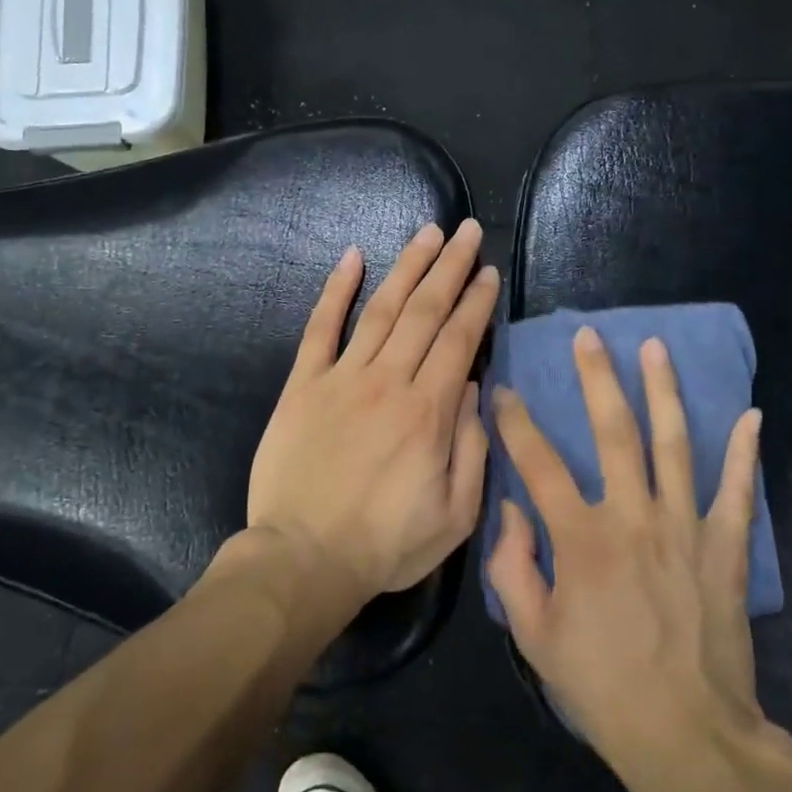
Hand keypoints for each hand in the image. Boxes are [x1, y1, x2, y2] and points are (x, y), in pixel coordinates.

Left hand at [247, 219, 499, 604]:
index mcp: (429, 412)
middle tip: (466, 231)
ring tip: (428, 234)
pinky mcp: (303, 385)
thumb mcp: (455, 515)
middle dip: (450, 267)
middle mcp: (388, 382)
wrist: (303, 560)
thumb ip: (472, 447)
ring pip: (381, 309)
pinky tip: (352, 257)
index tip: (489, 272)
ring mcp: (342, 378)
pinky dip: (335, 290)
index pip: (459, 340)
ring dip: (407, 267)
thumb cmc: (386, 545)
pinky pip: (320, 328)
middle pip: (425, 311)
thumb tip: (475, 387)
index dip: (476, 302)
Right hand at [487, 328, 788, 775]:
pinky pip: (736, 490)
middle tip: (589, 337)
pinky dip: (744, 452)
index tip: (503, 391)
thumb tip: (509, 511)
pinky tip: (751, 414)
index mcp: (580, 538)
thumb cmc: (600, 684)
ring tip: (655, 347)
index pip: (538, 464)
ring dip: (663, 391)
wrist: (685, 732)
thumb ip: (512, 567)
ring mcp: (684, 526)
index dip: (515, 423)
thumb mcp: (534, 634)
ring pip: (672, 443)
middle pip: (613, 431)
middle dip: (597, 378)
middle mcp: (632, 517)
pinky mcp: (724, 546)